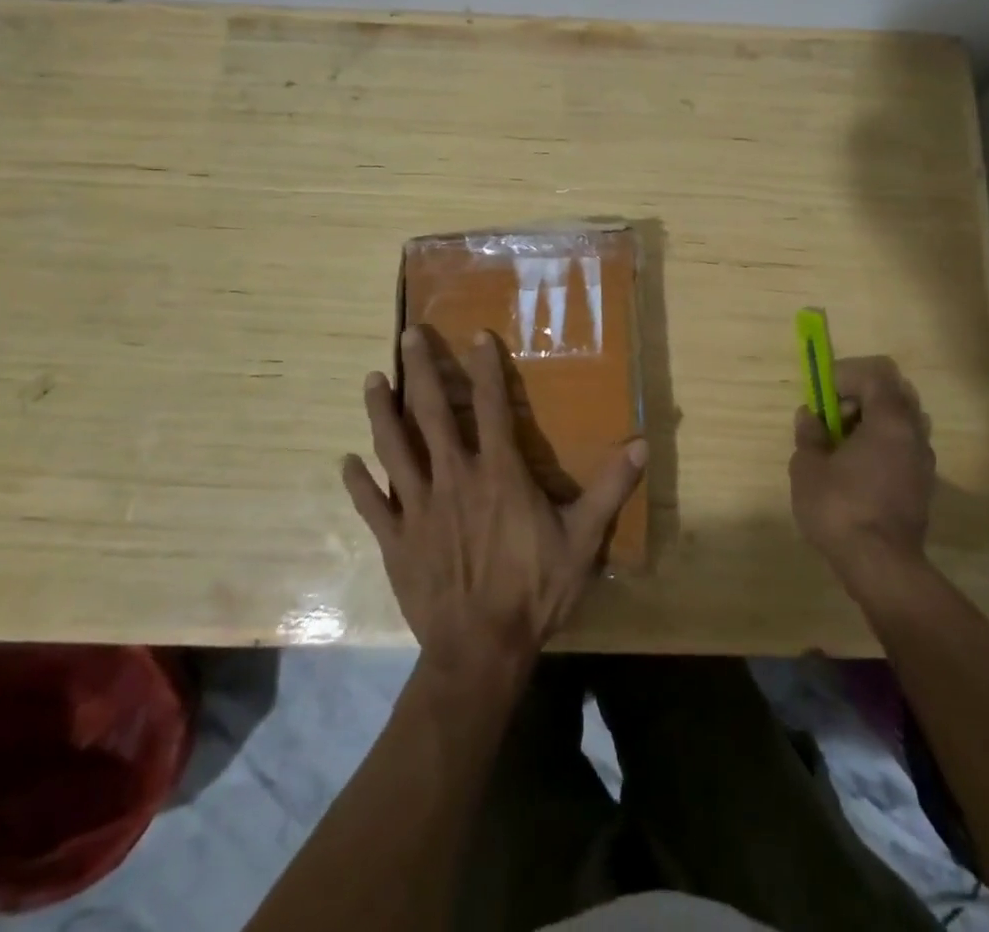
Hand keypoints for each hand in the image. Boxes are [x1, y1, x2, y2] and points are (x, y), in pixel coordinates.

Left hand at [343, 327, 646, 680]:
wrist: (481, 652)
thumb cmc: (535, 591)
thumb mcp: (583, 539)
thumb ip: (610, 488)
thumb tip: (642, 443)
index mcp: (498, 473)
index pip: (490, 407)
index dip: (484, 368)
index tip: (476, 335)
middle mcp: (453, 478)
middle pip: (430, 414)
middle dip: (419, 370)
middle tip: (407, 335)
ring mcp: (418, 508)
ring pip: (394, 448)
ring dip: (381, 412)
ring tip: (371, 380)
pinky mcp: (395, 540)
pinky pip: (372, 506)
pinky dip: (358, 483)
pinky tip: (346, 463)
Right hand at [790, 356, 936, 583]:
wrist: (881, 567)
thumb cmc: (840, 509)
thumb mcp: (808, 467)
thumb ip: (809, 434)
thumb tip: (809, 416)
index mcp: (890, 420)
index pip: (877, 373)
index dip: (846, 375)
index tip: (823, 396)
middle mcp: (914, 433)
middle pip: (895, 392)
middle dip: (862, 396)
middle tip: (834, 418)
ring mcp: (924, 461)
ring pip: (902, 421)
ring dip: (874, 422)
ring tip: (844, 446)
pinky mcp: (924, 485)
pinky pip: (904, 447)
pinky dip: (883, 445)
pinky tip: (858, 471)